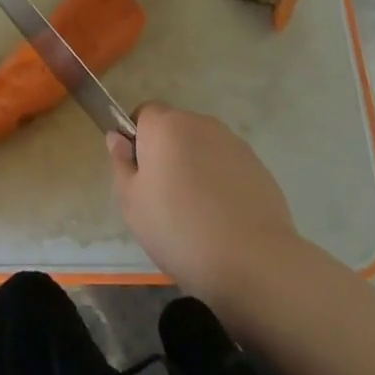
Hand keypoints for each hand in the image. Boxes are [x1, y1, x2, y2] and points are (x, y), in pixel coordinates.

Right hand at [107, 102, 299, 303]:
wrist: (252, 260)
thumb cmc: (178, 229)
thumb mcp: (132, 203)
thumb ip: (121, 163)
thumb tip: (117, 137)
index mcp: (165, 125)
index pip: (144, 113)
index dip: (138, 138)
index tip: (139, 172)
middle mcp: (200, 123)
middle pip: (175, 129)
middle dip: (167, 152)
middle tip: (163, 196)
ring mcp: (233, 142)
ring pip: (202, 147)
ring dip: (195, 166)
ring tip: (197, 211)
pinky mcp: (257, 165)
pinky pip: (227, 165)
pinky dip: (221, 181)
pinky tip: (222, 217)